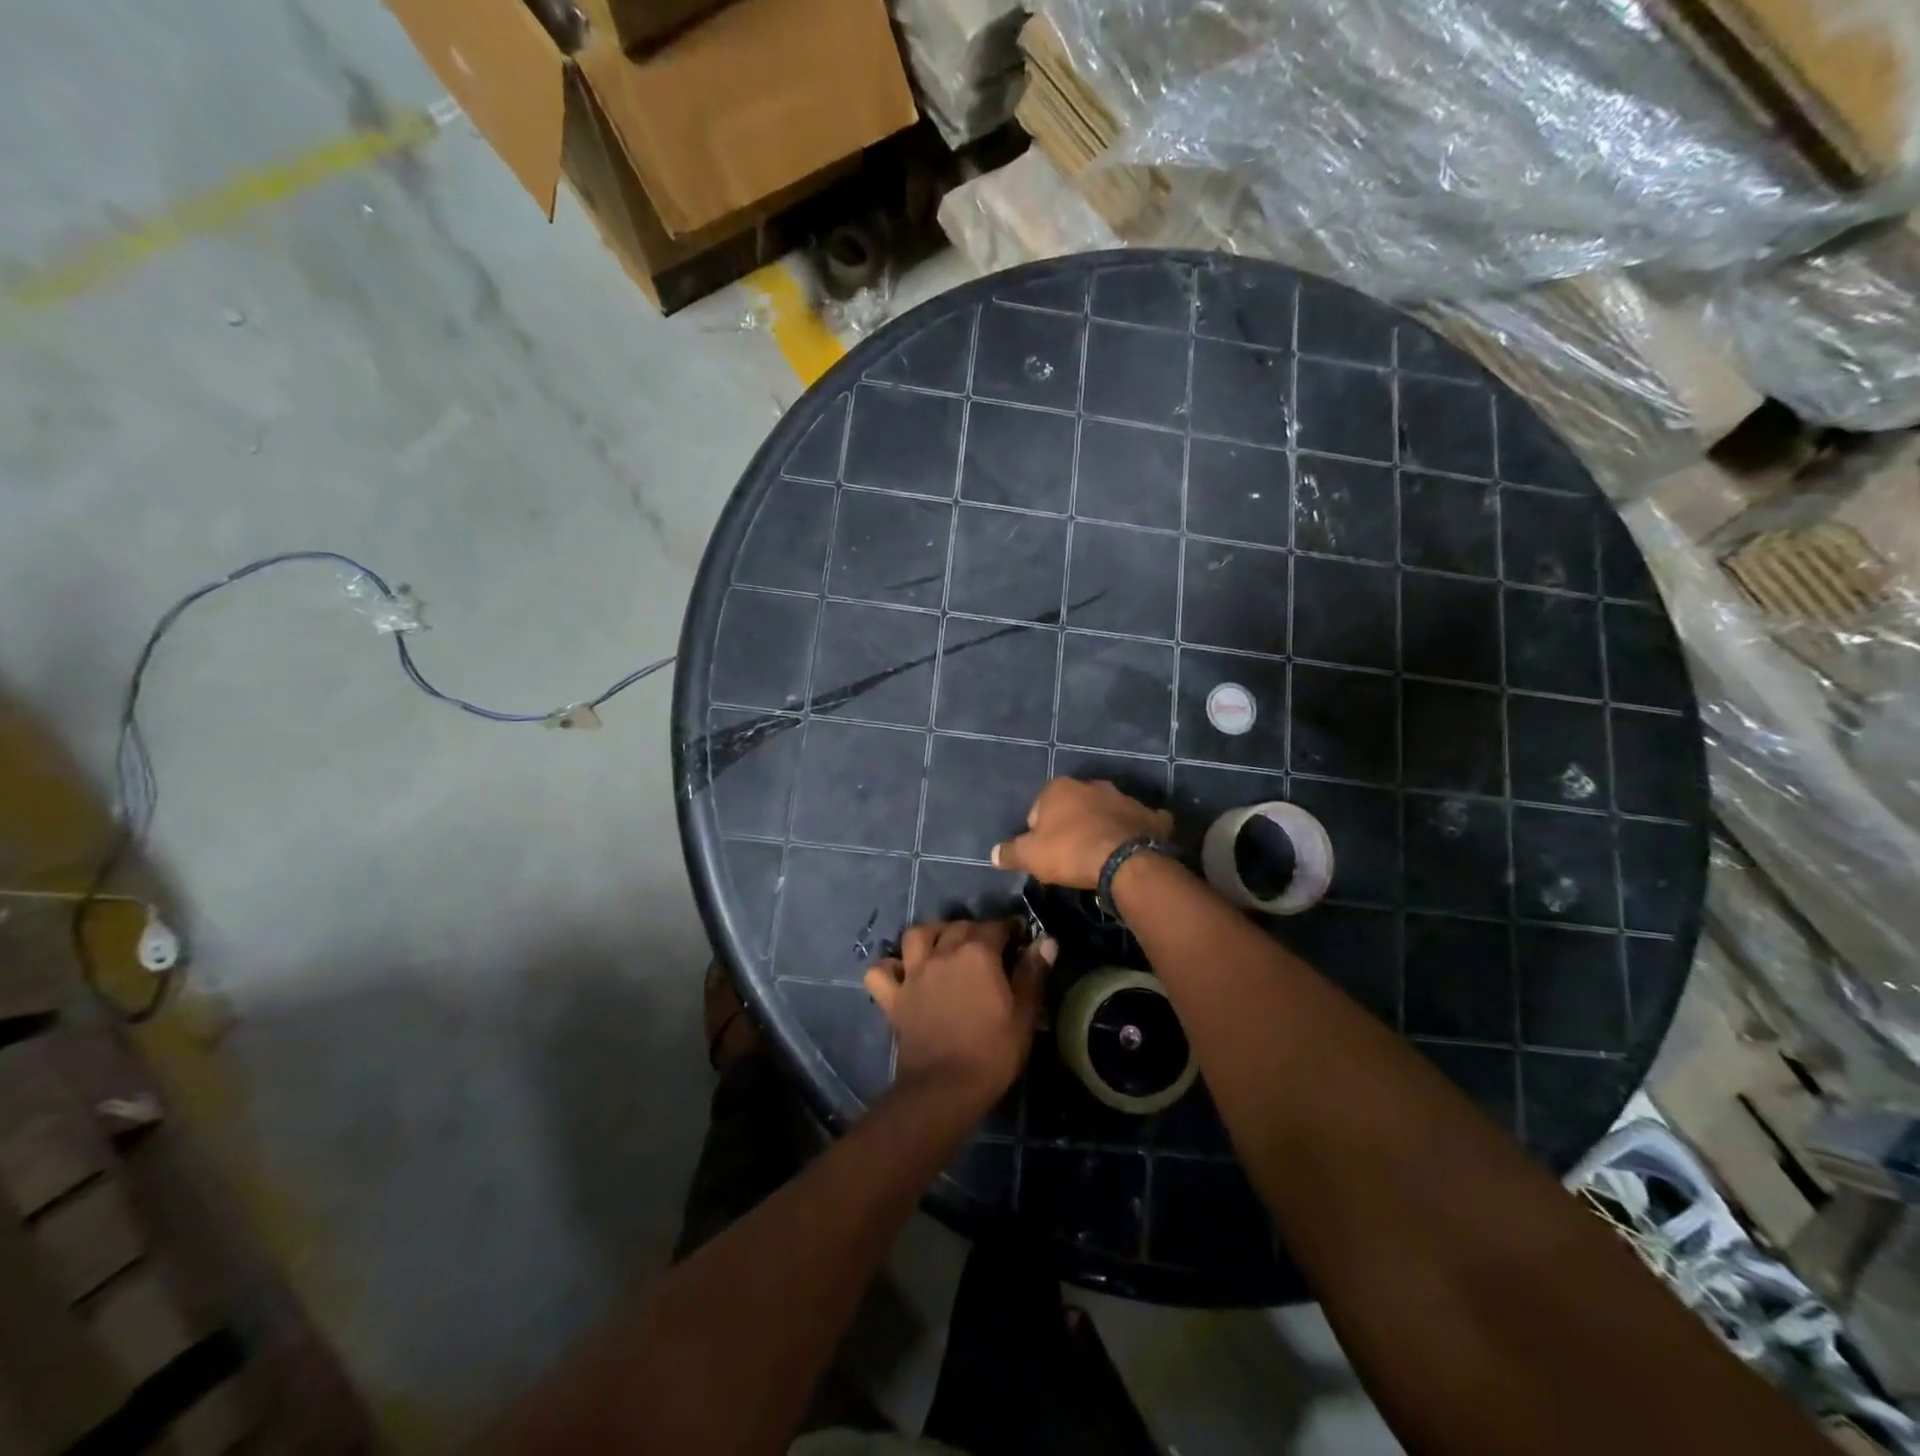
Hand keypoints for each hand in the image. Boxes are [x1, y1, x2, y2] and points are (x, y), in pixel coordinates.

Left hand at [864, 919, 1054, 1112]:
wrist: (945, 1088)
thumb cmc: (992, 1052)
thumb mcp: (1024, 1015)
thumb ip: (1033, 973)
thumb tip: (1047, 940)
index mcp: (978, 954)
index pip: (996, 926)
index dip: (1009, 928)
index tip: (1019, 937)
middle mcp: (943, 953)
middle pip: (958, 927)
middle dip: (975, 930)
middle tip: (987, 947)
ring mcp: (914, 973)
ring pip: (916, 935)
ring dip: (931, 934)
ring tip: (943, 946)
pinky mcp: (893, 997)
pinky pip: (880, 972)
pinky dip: (889, 967)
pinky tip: (901, 973)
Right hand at [991, 777, 1173, 889]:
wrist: (1124, 861)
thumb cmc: (1070, 851)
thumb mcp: (1031, 856)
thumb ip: (1011, 852)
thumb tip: (994, 854)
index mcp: (1060, 788)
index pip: (1039, 809)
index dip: (1038, 832)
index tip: (1044, 853)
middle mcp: (1093, 785)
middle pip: (1075, 806)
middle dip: (1071, 824)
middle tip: (1070, 854)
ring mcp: (1125, 798)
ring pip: (1107, 811)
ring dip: (1102, 826)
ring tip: (1100, 854)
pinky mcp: (1150, 815)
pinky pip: (1141, 821)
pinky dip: (1137, 830)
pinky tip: (1133, 846)